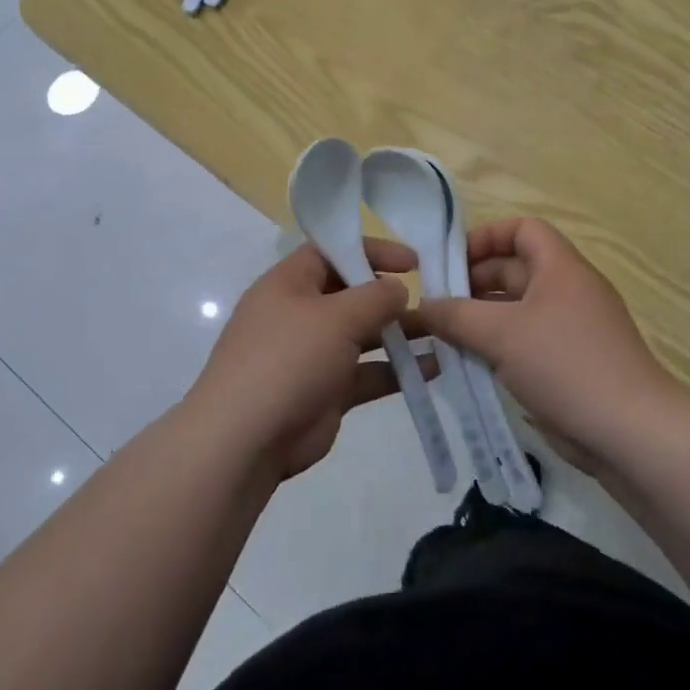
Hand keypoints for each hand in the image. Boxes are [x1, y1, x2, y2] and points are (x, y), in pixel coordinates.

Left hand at [184, 239, 428, 479]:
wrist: (246, 439)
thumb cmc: (289, 360)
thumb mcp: (336, 317)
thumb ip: (374, 297)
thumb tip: (397, 288)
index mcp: (289, 284)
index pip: (331, 251)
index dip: (371, 250)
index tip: (413, 261)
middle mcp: (299, 314)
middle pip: (350, 293)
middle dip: (390, 295)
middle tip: (434, 298)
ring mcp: (312, 355)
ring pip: (362, 336)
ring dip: (400, 334)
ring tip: (443, 332)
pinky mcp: (325, 392)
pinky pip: (366, 373)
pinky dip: (396, 370)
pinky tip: (433, 368)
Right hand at [419, 219, 673, 472]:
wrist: (630, 432)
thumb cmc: (565, 365)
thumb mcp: (501, 334)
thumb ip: (456, 315)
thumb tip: (424, 305)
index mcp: (560, 268)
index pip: (521, 229)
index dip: (485, 237)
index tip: (450, 263)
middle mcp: (567, 291)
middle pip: (514, 270)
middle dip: (473, 284)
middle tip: (435, 308)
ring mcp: (570, 329)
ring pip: (516, 311)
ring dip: (480, 320)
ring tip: (443, 338)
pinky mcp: (569, 364)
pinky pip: (525, 342)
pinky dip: (497, 348)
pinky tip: (470, 366)